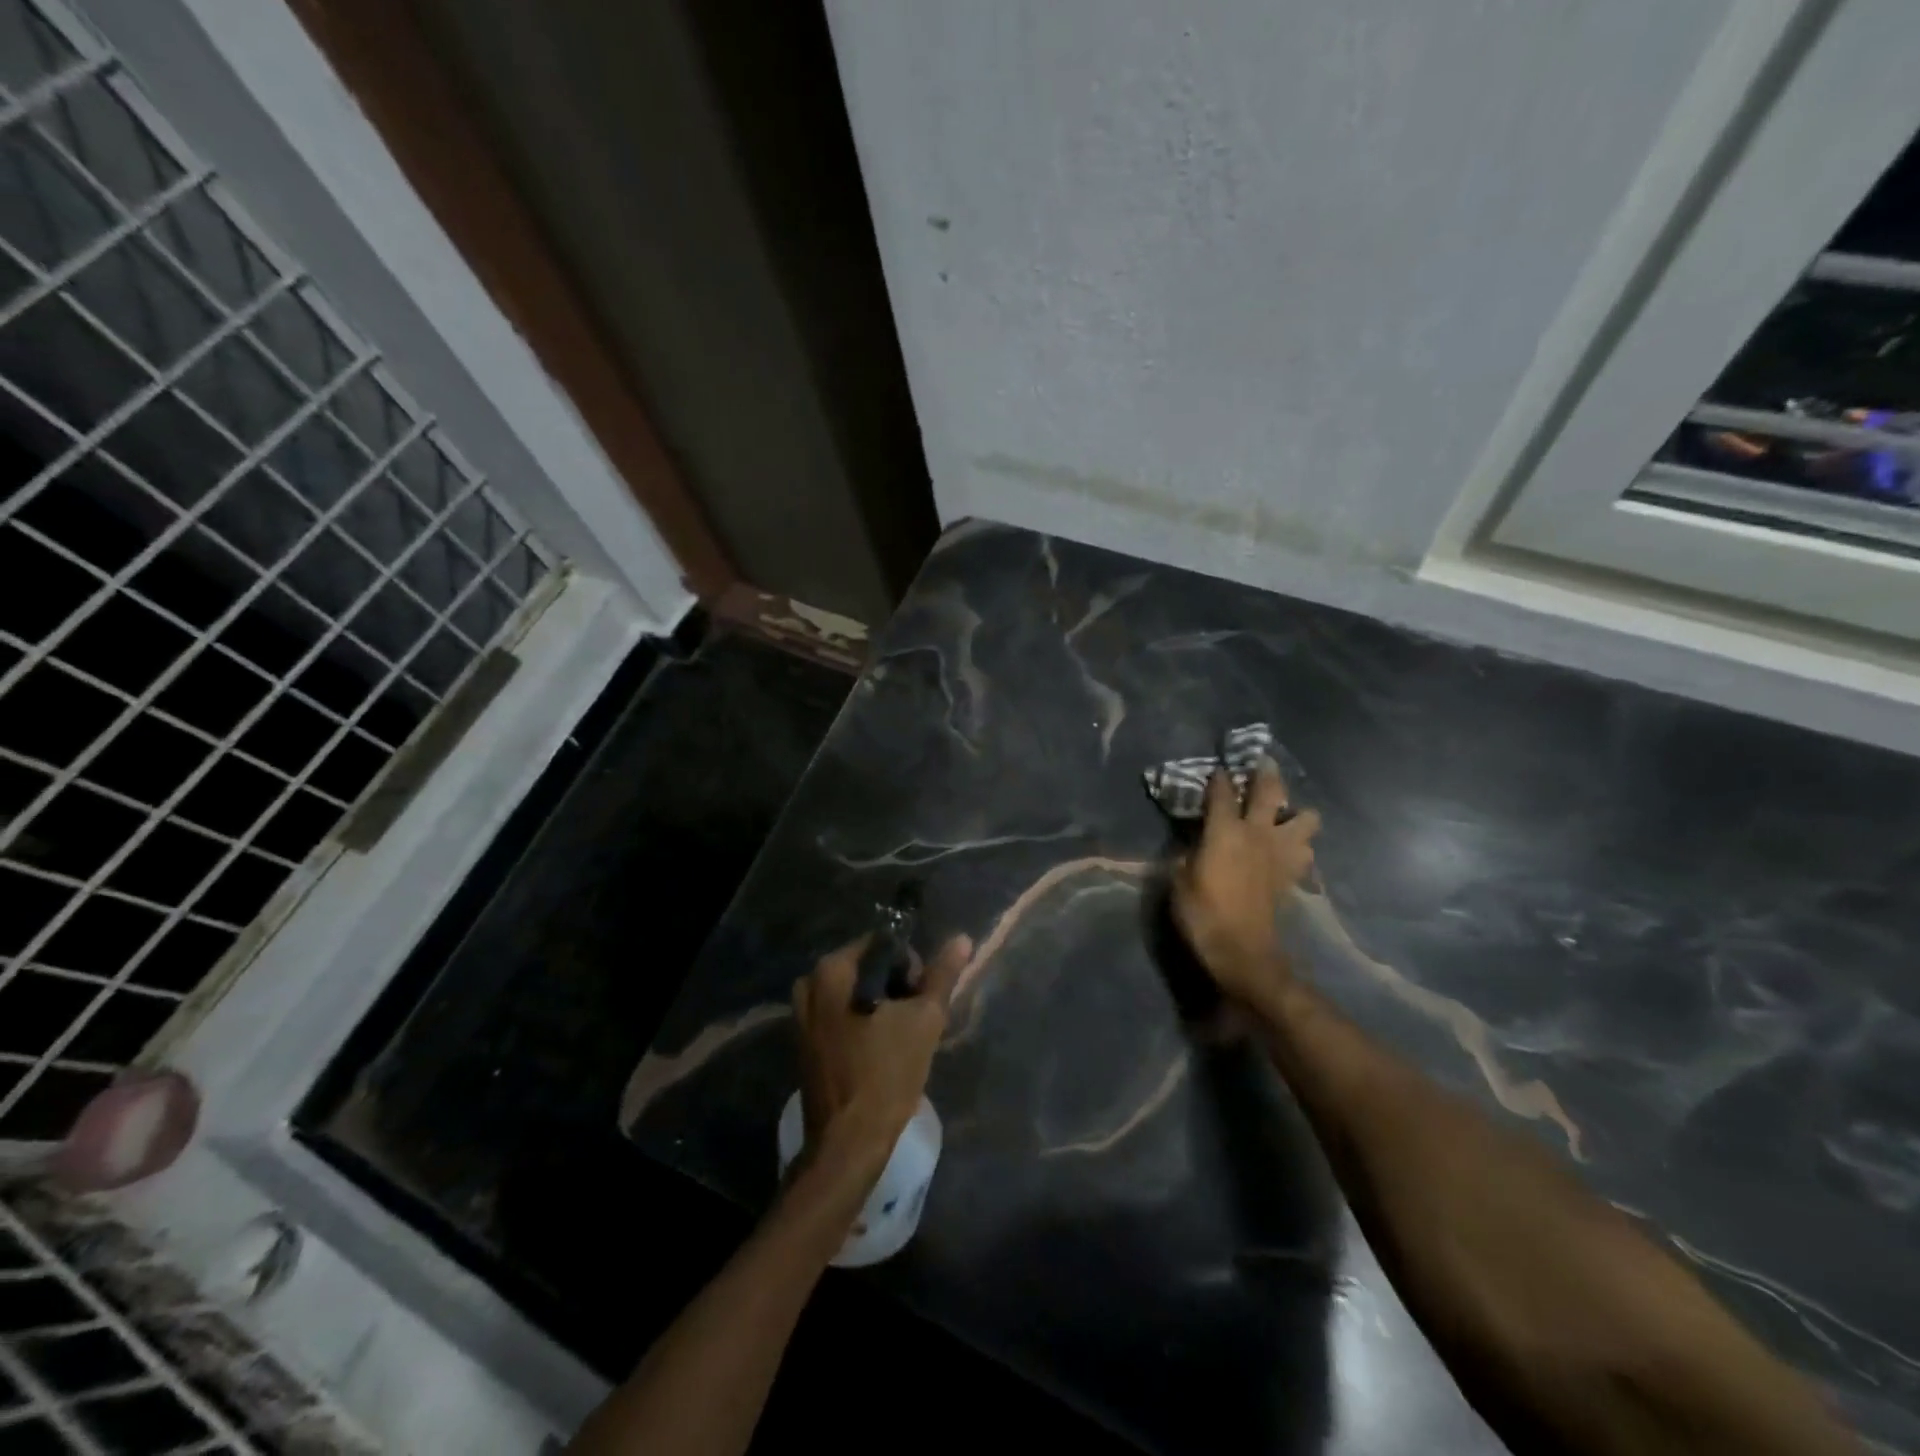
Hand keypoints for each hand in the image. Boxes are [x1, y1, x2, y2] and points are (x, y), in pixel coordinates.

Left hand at [793, 932, 971, 1158]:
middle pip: (868, 967)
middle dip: (897, 987)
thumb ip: (942, 976)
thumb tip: (962, 939)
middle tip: (915, 1020)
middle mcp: (810, 983)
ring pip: (856, 992)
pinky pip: (841, 1015)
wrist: (846, 1144)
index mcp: (832, 970)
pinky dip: (864, 1023)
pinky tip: (881, 1050)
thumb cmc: (885, 1075)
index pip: (884, 943)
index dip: (912, 965)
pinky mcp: (804, 1041)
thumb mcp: (924, 1020)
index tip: (922, 999)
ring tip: (902, 1037)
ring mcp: (802, 1014)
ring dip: (883, 1007)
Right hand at [1171, 758, 1321, 1010]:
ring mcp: (1280, 853)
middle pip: (1271, 791)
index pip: (1222, 792)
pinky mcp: (1291, 874)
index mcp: (1225, 831)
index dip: (1218, 778)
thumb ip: (1189, 853)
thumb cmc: (1202, 913)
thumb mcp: (1179, 880)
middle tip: (1262, 764)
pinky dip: (1299, 844)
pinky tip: (1287, 849)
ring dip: (1296, 813)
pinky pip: (1305, 850)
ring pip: (1306, 819)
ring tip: (1283, 816)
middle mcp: (1257, 833)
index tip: (1216, 769)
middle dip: (1266, 773)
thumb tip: (1195, 843)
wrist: (1242, 952)